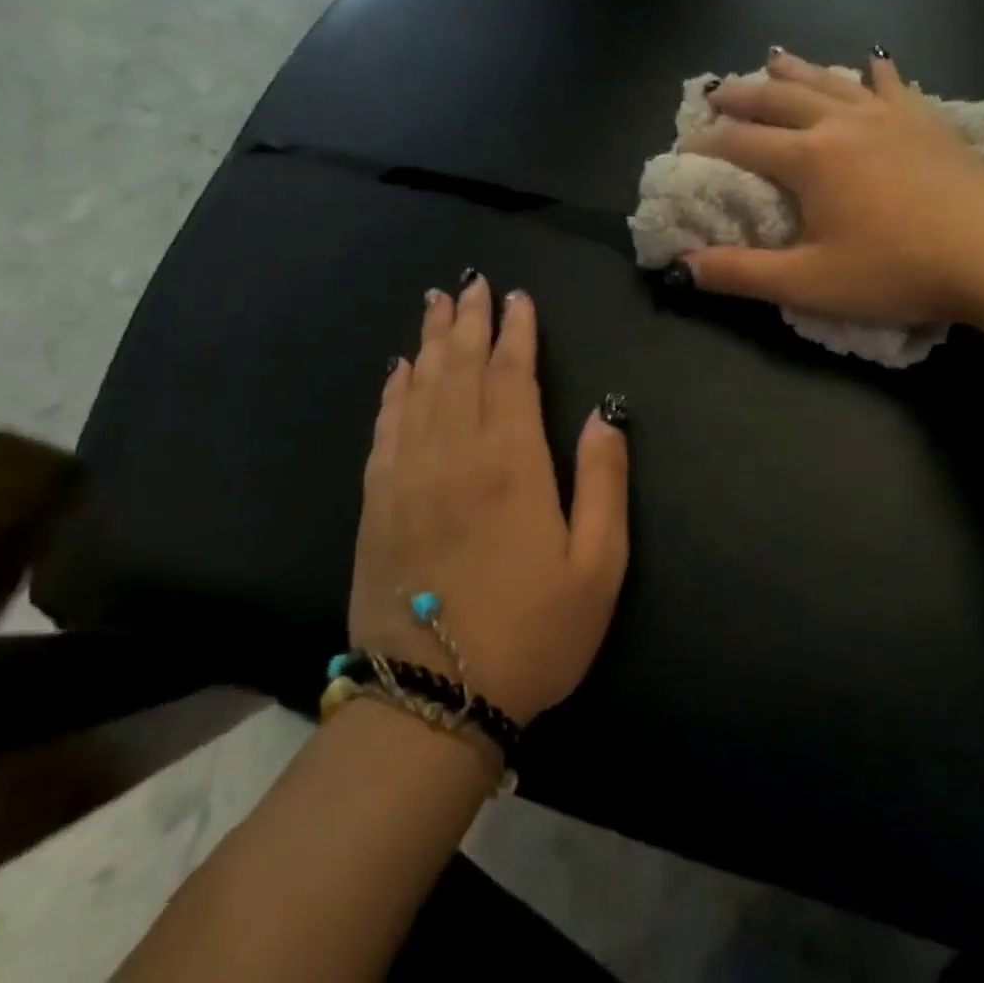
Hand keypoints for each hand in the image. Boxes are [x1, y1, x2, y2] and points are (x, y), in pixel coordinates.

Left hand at [350, 276, 628, 725]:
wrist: (432, 701)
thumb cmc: (532, 633)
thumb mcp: (598, 566)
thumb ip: (604, 480)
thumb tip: (606, 411)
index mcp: (512, 464)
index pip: (512, 376)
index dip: (517, 332)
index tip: (518, 298)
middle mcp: (455, 454)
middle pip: (462, 369)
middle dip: (470, 321)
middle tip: (471, 282)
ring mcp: (408, 476)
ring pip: (421, 388)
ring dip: (431, 341)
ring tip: (437, 304)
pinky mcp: (377, 503)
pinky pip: (385, 428)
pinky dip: (393, 391)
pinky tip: (399, 369)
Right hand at [681, 49, 983, 326]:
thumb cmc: (896, 270)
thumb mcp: (809, 283)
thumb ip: (743, 274)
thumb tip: (684, 268)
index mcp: (809, 158)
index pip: (743, 144)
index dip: (709, 144)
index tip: (686, 145)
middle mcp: (841, 123)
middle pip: (779, 99)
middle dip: (742, 95)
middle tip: (716, 92)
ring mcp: (887, 116)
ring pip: (829, 81)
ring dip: (795, 70)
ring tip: (772, 58)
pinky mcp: (925, 120)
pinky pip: (892, 85)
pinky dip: (874, 72)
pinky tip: (872, 61)